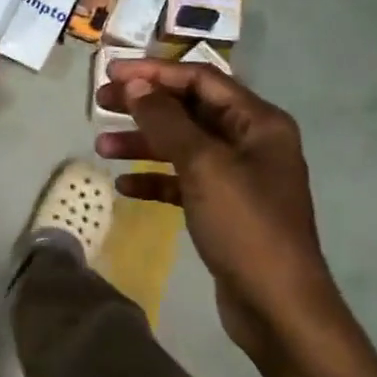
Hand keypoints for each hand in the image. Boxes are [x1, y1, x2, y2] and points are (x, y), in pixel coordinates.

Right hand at [95, 59, 344, 362]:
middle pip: (189, 110)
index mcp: (258, 122)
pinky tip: (125, 186)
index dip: (154, 72)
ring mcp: (237, 177)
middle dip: (144, 105)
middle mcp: (251, 142)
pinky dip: (154, 180)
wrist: (277, 304)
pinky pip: (183, 182)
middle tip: (100, 103)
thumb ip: (167, 122)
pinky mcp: (223, 208)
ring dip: (143, 143)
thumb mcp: (204, 166)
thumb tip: (136, 86)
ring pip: (182, 147)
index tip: (111, 73)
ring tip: (101, 147)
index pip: (201, 80)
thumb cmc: (245, 226)